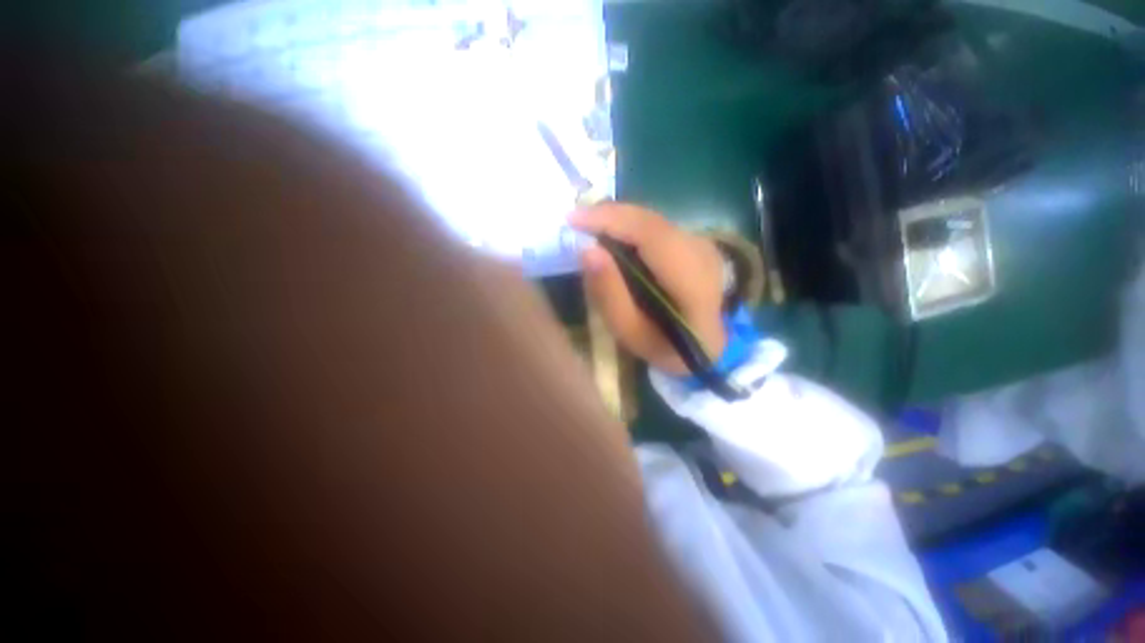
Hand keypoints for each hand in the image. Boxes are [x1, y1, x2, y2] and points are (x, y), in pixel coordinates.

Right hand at [569, 203, 725, 374]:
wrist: (706, 343)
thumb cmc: (665, 345)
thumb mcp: (630, 333)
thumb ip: (610, 295)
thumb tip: (587, 250)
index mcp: (693, 283)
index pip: (652, 235)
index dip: (611, 220)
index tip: (573, 220)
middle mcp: (703, 254)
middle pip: (650, 221)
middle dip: (609, 216)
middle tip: (576, 223)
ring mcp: (703, 244)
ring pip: (652, 219)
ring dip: (618, 221)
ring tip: (589, 230)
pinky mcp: (696, 240)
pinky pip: (656, 226)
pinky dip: (630, 228)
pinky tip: (614, 239)